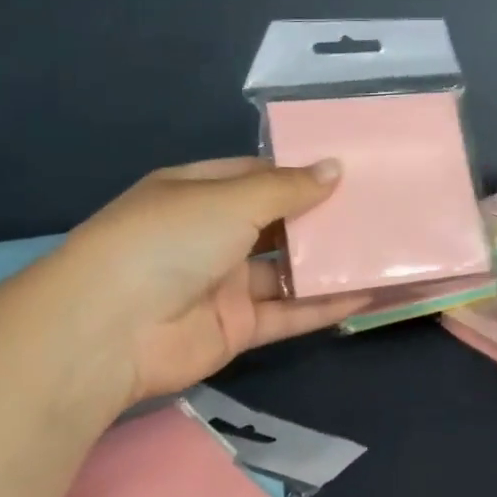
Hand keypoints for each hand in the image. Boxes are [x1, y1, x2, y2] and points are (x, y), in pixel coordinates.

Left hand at [66, 157, 370, 402]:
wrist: (112, 329)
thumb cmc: (168, 240)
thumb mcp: (230, 200)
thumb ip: (287, 189)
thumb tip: (335, 167)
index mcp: (199, 192)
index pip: (258, 176)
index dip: (301, 173)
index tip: (351, 170)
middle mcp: (212, 235)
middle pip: (278, 223)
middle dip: (323, 218)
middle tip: (379, 209)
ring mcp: (225, 284)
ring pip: (288, 271)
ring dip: (330, 264)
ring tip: (384, 251)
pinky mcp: (238, 326)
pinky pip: (289, 312)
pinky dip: (325, 305)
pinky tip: (368, 295)